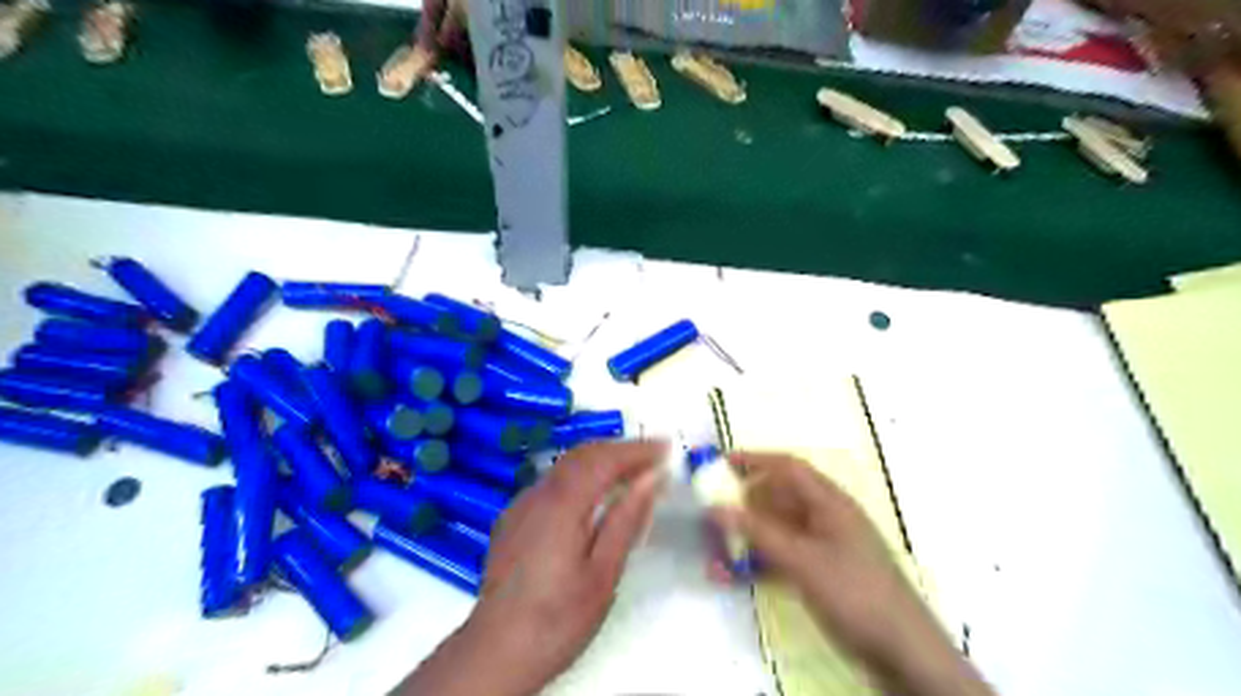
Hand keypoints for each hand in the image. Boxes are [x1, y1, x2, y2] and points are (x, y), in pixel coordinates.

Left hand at [396, 441, 667, 695]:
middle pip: (582, 454)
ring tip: (630, 470)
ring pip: (564, 465)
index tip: (666, 448)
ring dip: (599, 459)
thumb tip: (651, 478)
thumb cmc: (558, 618)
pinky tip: (592, 493)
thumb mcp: (603, 573)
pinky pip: (551, 482)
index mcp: (562, 503)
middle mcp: (538, 493)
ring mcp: (520, 504)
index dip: (636, 450)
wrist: (496, 651)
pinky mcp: (513, 518)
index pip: (604, 459)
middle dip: (619, 448)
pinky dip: (580, 475)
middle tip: (652, 456)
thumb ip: (626, 519)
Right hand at [714, 451, 996, 695]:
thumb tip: (715, 507)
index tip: (721, 464)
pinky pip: (781, 559)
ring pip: (777, 531)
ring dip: (746, 538)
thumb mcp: (802, 560)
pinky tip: (731, 577)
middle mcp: (826, 519)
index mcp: (830, 503)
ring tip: (713, 550)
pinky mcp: (820, 575)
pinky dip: (757, 563)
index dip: (755, 461)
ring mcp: (823, 548)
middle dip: (744, 502)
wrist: (902, 653)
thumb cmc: (855, 593)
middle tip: (712, 510)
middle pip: (779, 498)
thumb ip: (758, 532)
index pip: (788, 468)